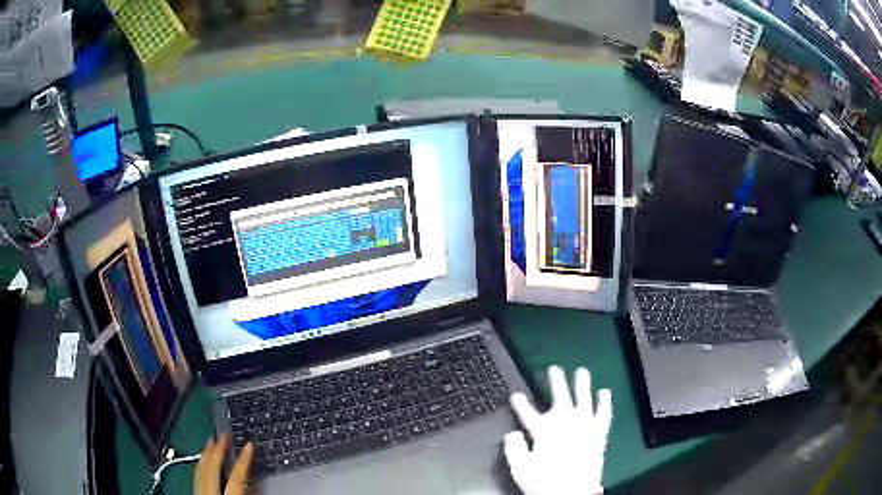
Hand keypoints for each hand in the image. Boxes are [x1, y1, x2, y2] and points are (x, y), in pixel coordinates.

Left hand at [194, 434, 253, 494]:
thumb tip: (253, 482)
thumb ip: (247, 492)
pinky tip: (201, 460)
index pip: (236, 476)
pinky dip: (200, 464)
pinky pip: (196, 475)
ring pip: (201, 469)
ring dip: (206, 453)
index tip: (249, 445)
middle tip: (224, 434)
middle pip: (212, 468)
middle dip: (218, 449)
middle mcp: (209, 493)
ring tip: (210, 441)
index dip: (243, 459)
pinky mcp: (194, 492)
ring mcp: (199, 492)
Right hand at [504, 366, 612, 494]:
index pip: (527, 413)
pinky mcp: (599, 432)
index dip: (520, 404)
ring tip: (582, 371)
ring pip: (584, 398)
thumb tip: (511, 433)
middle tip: (554, 368)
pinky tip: (605, 392)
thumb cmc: (544, 481)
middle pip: (560, 396)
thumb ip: (513, 448)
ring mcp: (585, 424)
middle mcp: (565, 421)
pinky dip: (604, 402)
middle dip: (556, 381)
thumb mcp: (520, 468)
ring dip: (582, 384)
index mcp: (543, 430)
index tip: (515, 395)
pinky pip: (604, 413)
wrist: (573, 491)